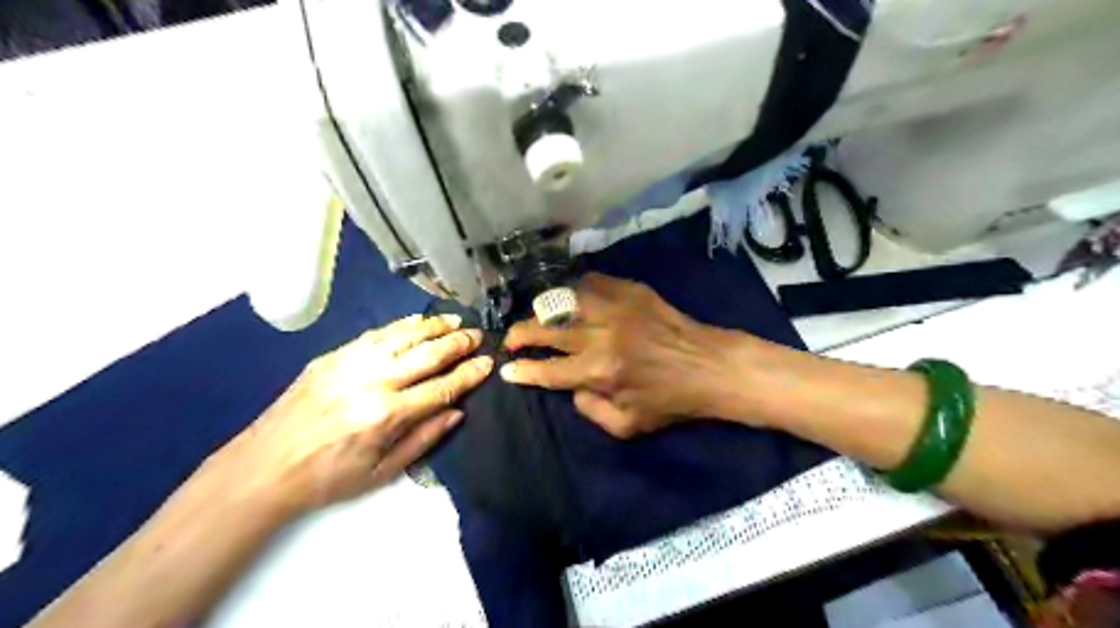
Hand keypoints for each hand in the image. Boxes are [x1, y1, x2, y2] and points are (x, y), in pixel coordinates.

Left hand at [206, 313, 494, 515]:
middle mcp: (372, 382)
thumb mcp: (382, 472)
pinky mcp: (332, 357)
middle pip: (426, 355)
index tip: (488, 362)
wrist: (263, 467)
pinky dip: (401, 326)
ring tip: (454, 321)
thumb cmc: (328, 478)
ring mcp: (350, 364)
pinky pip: (375, 334)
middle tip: (478, 335)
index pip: (441, 388)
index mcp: (386, 416)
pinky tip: (417, 321)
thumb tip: (456, 412)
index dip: (468, 374)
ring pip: (402, 336)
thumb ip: (424, 439)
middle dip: (457, 344)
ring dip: (433, 327)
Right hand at [498, 272, 735, 438]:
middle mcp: (600, 337)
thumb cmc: (670, 401)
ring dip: (542, 310)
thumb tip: (570, 388)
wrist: (709, 366)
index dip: (522, 371)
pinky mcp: (629, 291)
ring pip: (562, 301)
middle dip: (519, 334)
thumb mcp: (628, 426)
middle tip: (511, 339)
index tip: (507, 369)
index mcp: (598, 372)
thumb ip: (590, 411)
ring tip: (537, 317)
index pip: (547, 371)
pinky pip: (590, 283)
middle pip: (545, 330)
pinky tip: (570, 299)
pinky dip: (573, 291)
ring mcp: (614, 308)